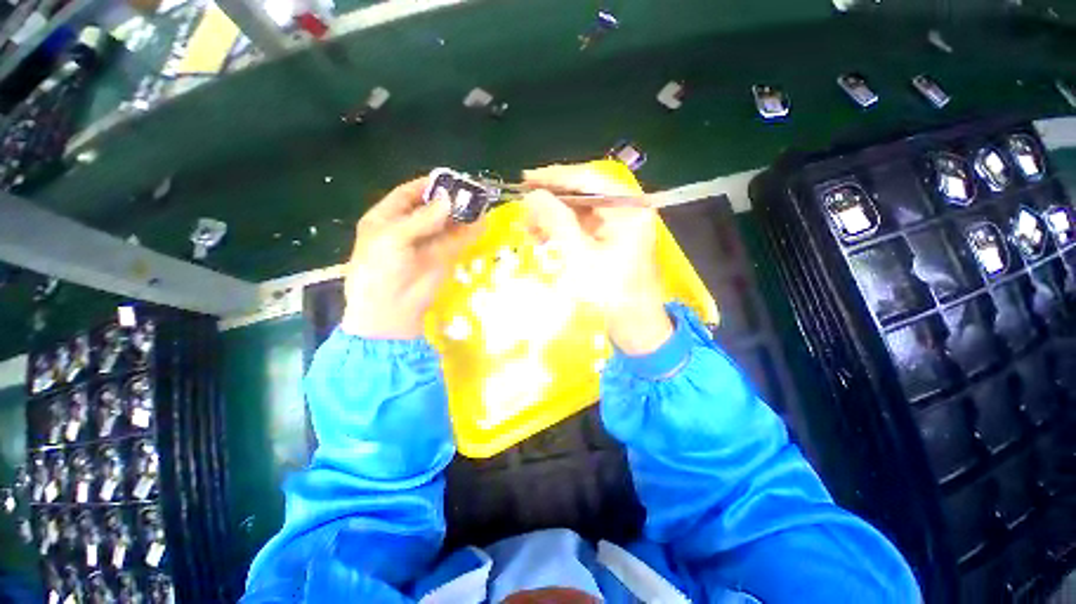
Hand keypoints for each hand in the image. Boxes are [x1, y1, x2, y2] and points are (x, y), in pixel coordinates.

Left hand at [342, 177, 477, 338]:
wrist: (391, 308)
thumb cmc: (381, 268)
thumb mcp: (394, 238)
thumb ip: (422, 219)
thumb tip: (448, 200)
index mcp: (386, 219)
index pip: (407, 195)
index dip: (426, 185)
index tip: (448, 178)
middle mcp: (408, 228)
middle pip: (431, 208)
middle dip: (449, 199)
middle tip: (470, 190)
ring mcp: (428, 243)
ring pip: (447, 224)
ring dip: (462, 215)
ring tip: (480, 203)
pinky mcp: (444, 257)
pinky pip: (458, 241)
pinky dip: (470, 232)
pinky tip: (482, 223)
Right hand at [522, 163, 671, 354]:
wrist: (633, 324)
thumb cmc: (610, 293)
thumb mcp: (579, 256)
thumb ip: (556, 222)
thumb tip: (532, 196)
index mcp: (629, 208)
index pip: (589, 179)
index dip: (555, 177)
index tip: (527, 180)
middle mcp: (627, 210)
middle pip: (584, 193)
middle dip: (552, 201)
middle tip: (525, 209)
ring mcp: (619, 225)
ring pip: (580, 210)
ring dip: (553, 217)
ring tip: (530, 229)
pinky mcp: (610, 239)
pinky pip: (582, 226)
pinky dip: (562, 230)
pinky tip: (544, 238)